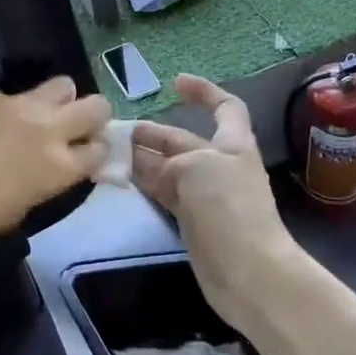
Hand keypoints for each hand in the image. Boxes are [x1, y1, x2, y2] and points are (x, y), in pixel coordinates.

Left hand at [0, 77, 111, 252]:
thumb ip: (44, 185)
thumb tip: (51, 171)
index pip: (101, 149)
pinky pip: (20, 94)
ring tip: (41, 119)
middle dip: (94, 117)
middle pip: (96, 106)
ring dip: (62, 101)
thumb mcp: (15, 213)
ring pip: (64, 85)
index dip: (98, 152)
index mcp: (58, 168)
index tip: (87, 157)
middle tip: (75, 132)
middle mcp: (47, 130)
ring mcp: (19, 105)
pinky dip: (19, 107)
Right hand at [132, 75, 297, 329]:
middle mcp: (219, 165)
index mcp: (232, 144)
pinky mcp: (192, 221)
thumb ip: (170, 160)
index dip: (204, 92)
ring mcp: (205, 195)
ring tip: (108, 153)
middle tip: (116, 131)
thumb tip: (145, 165)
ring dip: (141, 158)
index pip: (225, 107)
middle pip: (183, 140)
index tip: (175, 83)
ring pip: (168, 168)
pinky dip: (144, 185)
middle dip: (153, 132)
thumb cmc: (228, 207)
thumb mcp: (197, 167)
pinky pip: (164, 194)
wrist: (247, 271)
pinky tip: (121, 180)